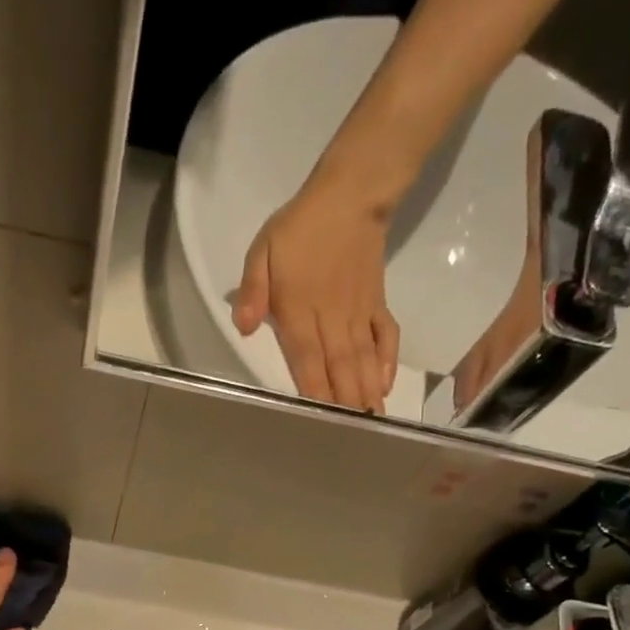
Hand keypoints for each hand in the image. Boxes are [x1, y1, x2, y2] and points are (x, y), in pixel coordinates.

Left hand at [233, 182, 400, 413]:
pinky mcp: (376, 303)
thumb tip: (243, 329)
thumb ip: (252, 291)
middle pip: (338, 367)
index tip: (321, 420)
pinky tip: (384, 385)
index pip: (306, 359)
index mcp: (300, 310)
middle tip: (351, 435)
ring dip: (366, 391)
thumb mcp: (262, 251)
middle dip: (344, 402)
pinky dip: (386, 360)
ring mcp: (358, 312)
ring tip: (371, 421)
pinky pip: (385, 335)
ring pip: (362, 358)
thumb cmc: (299, 227)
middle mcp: (331, 318)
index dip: (314, 390)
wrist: (350, 193)